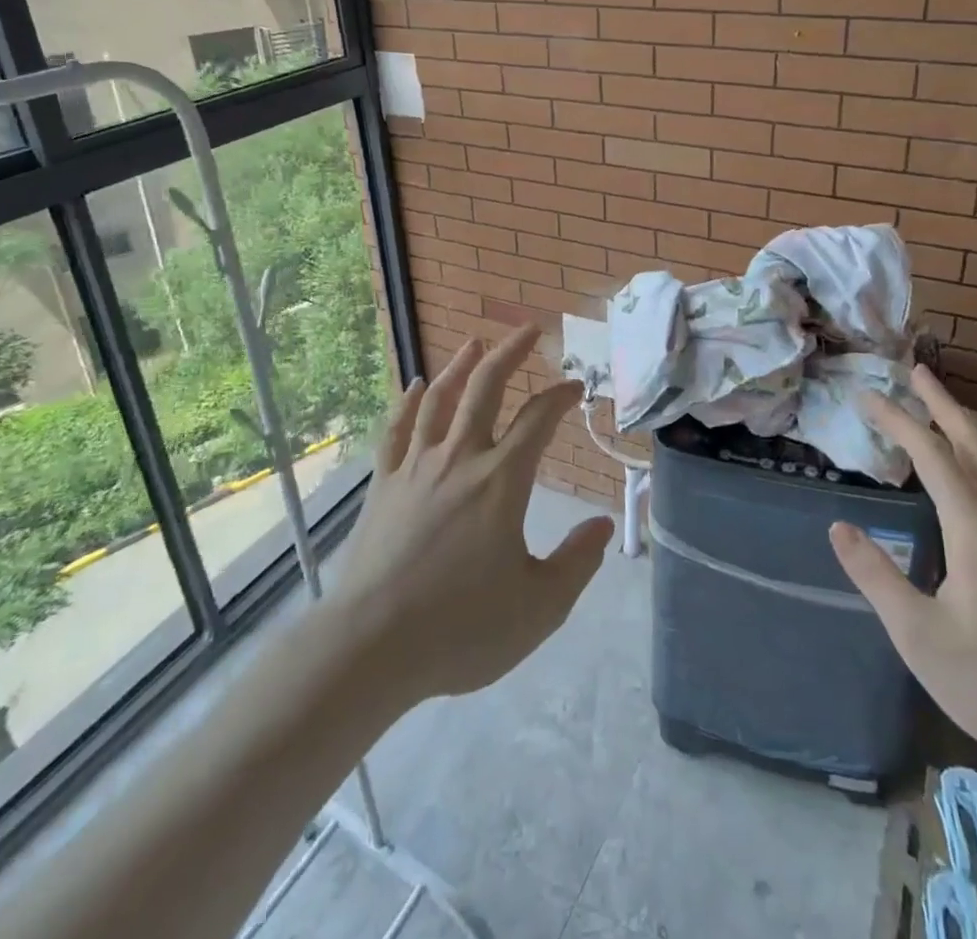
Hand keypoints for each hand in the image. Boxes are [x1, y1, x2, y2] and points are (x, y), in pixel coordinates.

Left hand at [334, 325, 614, 706]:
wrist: (372, 646)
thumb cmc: (461, 628)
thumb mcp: (539, 608)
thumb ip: (577, 562)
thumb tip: (604, 526)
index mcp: (502, 481)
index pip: (538, 420)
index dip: (561, 397)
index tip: (575, 386)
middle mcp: (460, 459)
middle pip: (486, 389)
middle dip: (510, 354)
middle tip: (528, 330)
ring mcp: (416, 467)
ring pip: (440, 400)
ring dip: (460, 366)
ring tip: (475, 344)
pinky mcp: (384, 484)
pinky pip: (396, 430)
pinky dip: (408, 402)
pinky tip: (415, 386)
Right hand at [828, 364, 976, 783]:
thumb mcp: (920, 638)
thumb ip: (876, 577)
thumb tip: (839, 526)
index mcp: (976, 530)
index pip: (932, 456)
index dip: (898, 420)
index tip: (867, 395)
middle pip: (975, 444)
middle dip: (941, 404)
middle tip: (914, 372)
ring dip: (966, 426)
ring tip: (941, 408)